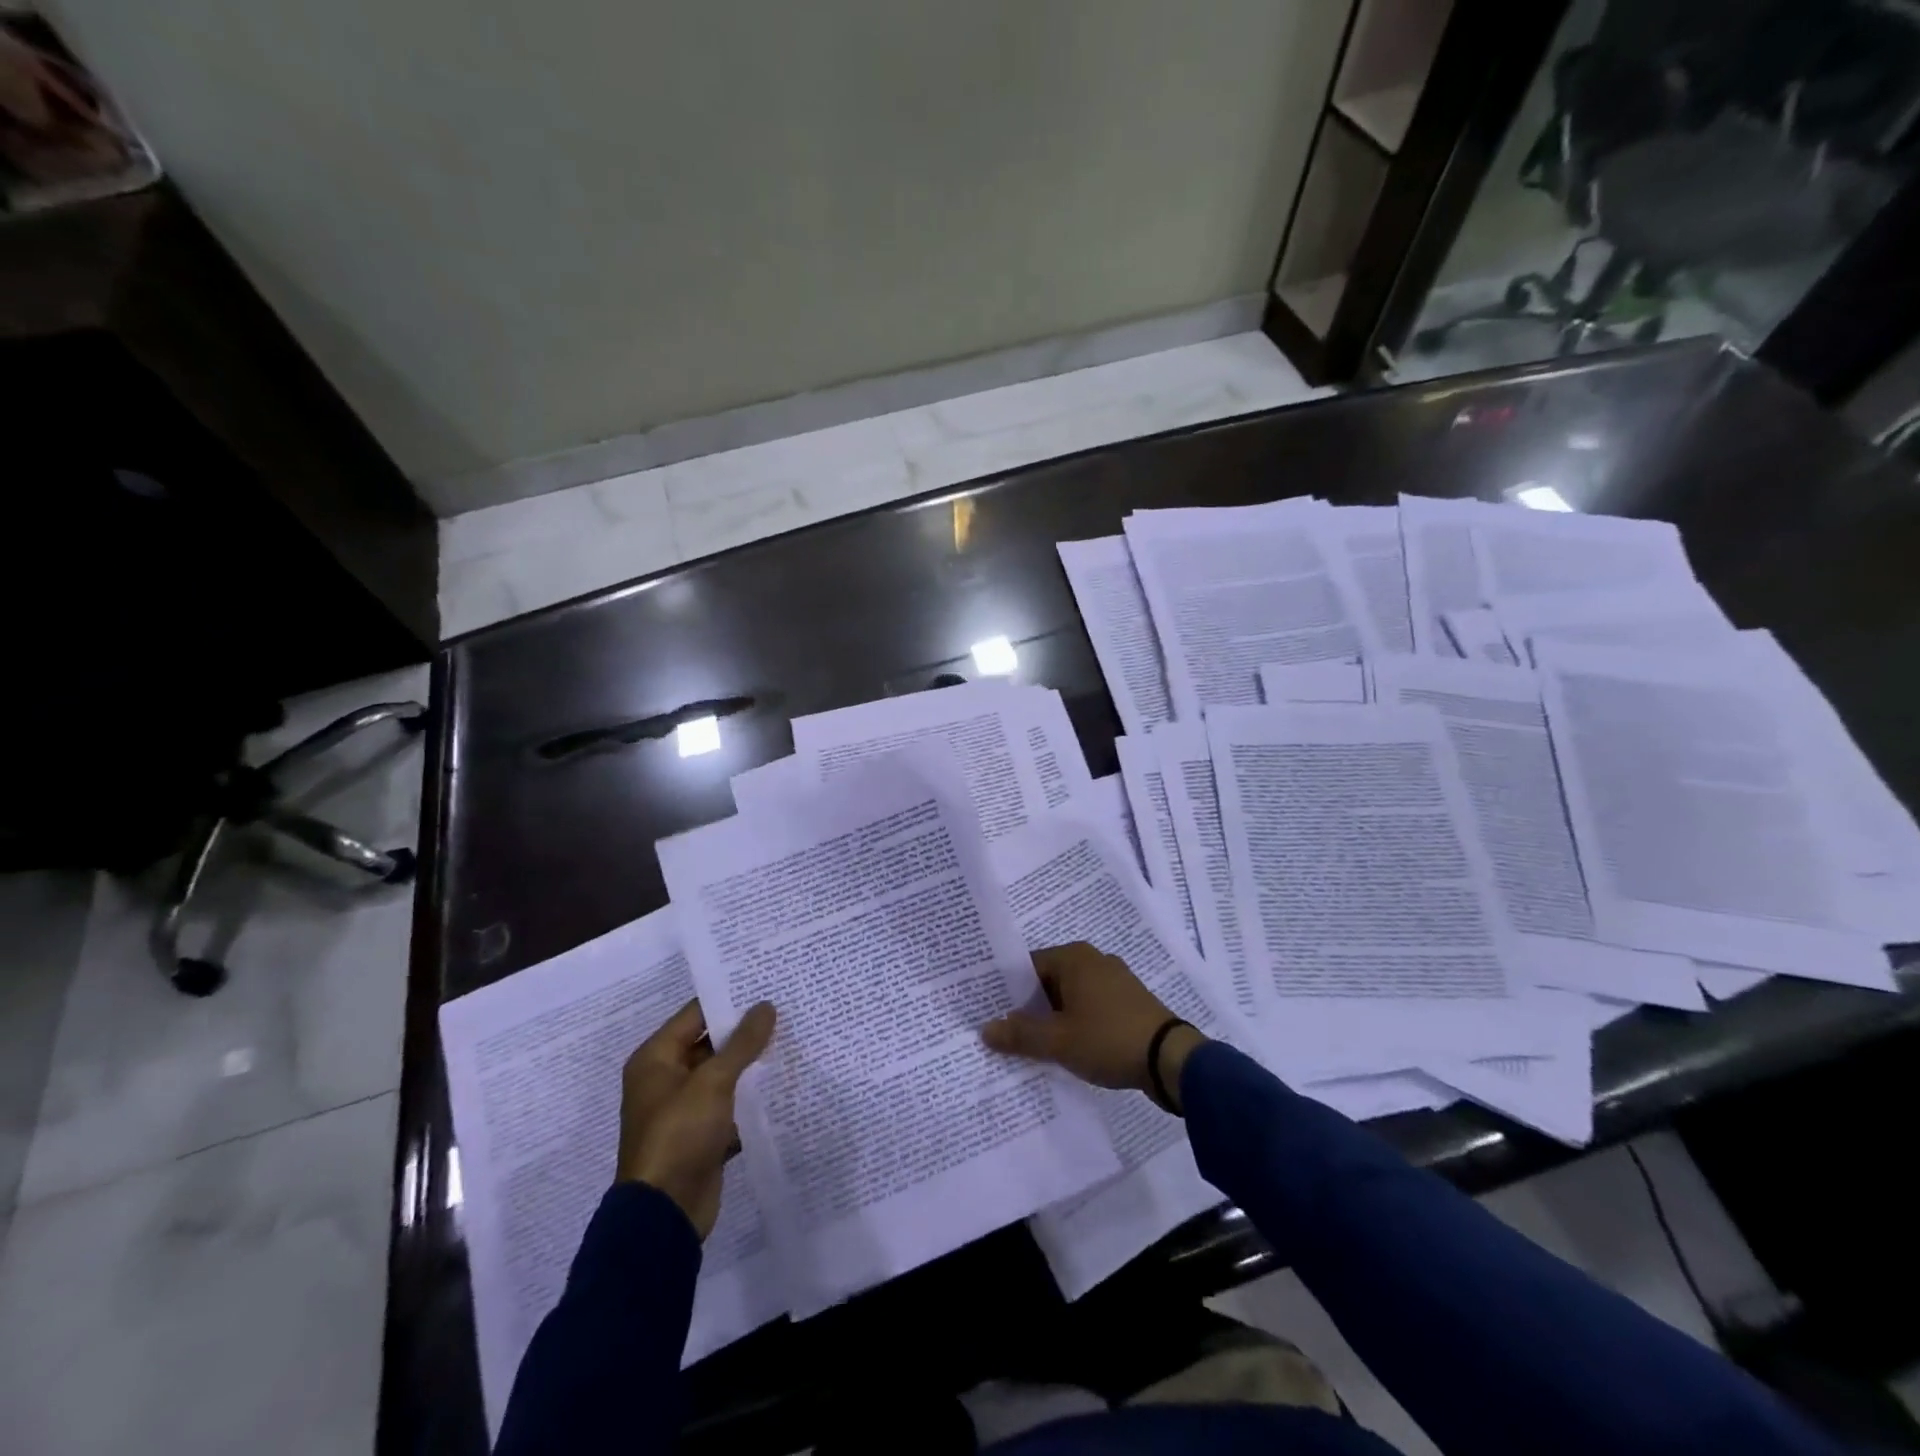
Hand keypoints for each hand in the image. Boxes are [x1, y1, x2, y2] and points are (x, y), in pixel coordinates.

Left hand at [617, 999, 775, 1237]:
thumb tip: (766, 1006)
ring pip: (722, 1074)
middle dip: (745, 1031)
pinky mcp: (701, 1134)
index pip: (695, 1015)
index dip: (729, 999)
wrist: (665, 1214)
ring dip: (750, 1063)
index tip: (764, 984)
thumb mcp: (713, 1082)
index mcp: (656, 1059)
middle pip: (709, 1043)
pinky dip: (750, 1095)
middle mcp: (666, 1079)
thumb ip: (742, 1043)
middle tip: (785, 1008)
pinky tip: (782, 1083)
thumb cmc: (679, 1134)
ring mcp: (683, 1108)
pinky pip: (729, 1103)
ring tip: (790, 1039)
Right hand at [980, 943, 1205, 1110]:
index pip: (1028, 967)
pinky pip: (1091, 1006)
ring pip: (1070, 996)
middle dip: (1030, 1007)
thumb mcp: (1058, 1041)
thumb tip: (986, 1029)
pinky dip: (1077, 1022)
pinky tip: (1069, 1047)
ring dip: (1054, 1018)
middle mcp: (1093, 960)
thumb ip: (1020, 1034)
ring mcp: (1115, 979)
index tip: (992, 1014)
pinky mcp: (1129, 1001)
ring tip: (1034, 1046)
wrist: (1171, 1059)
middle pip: (1049, 981)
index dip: (1008, 992)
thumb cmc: (1108, 1039)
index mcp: (1074, 957)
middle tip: (1007, 1033)